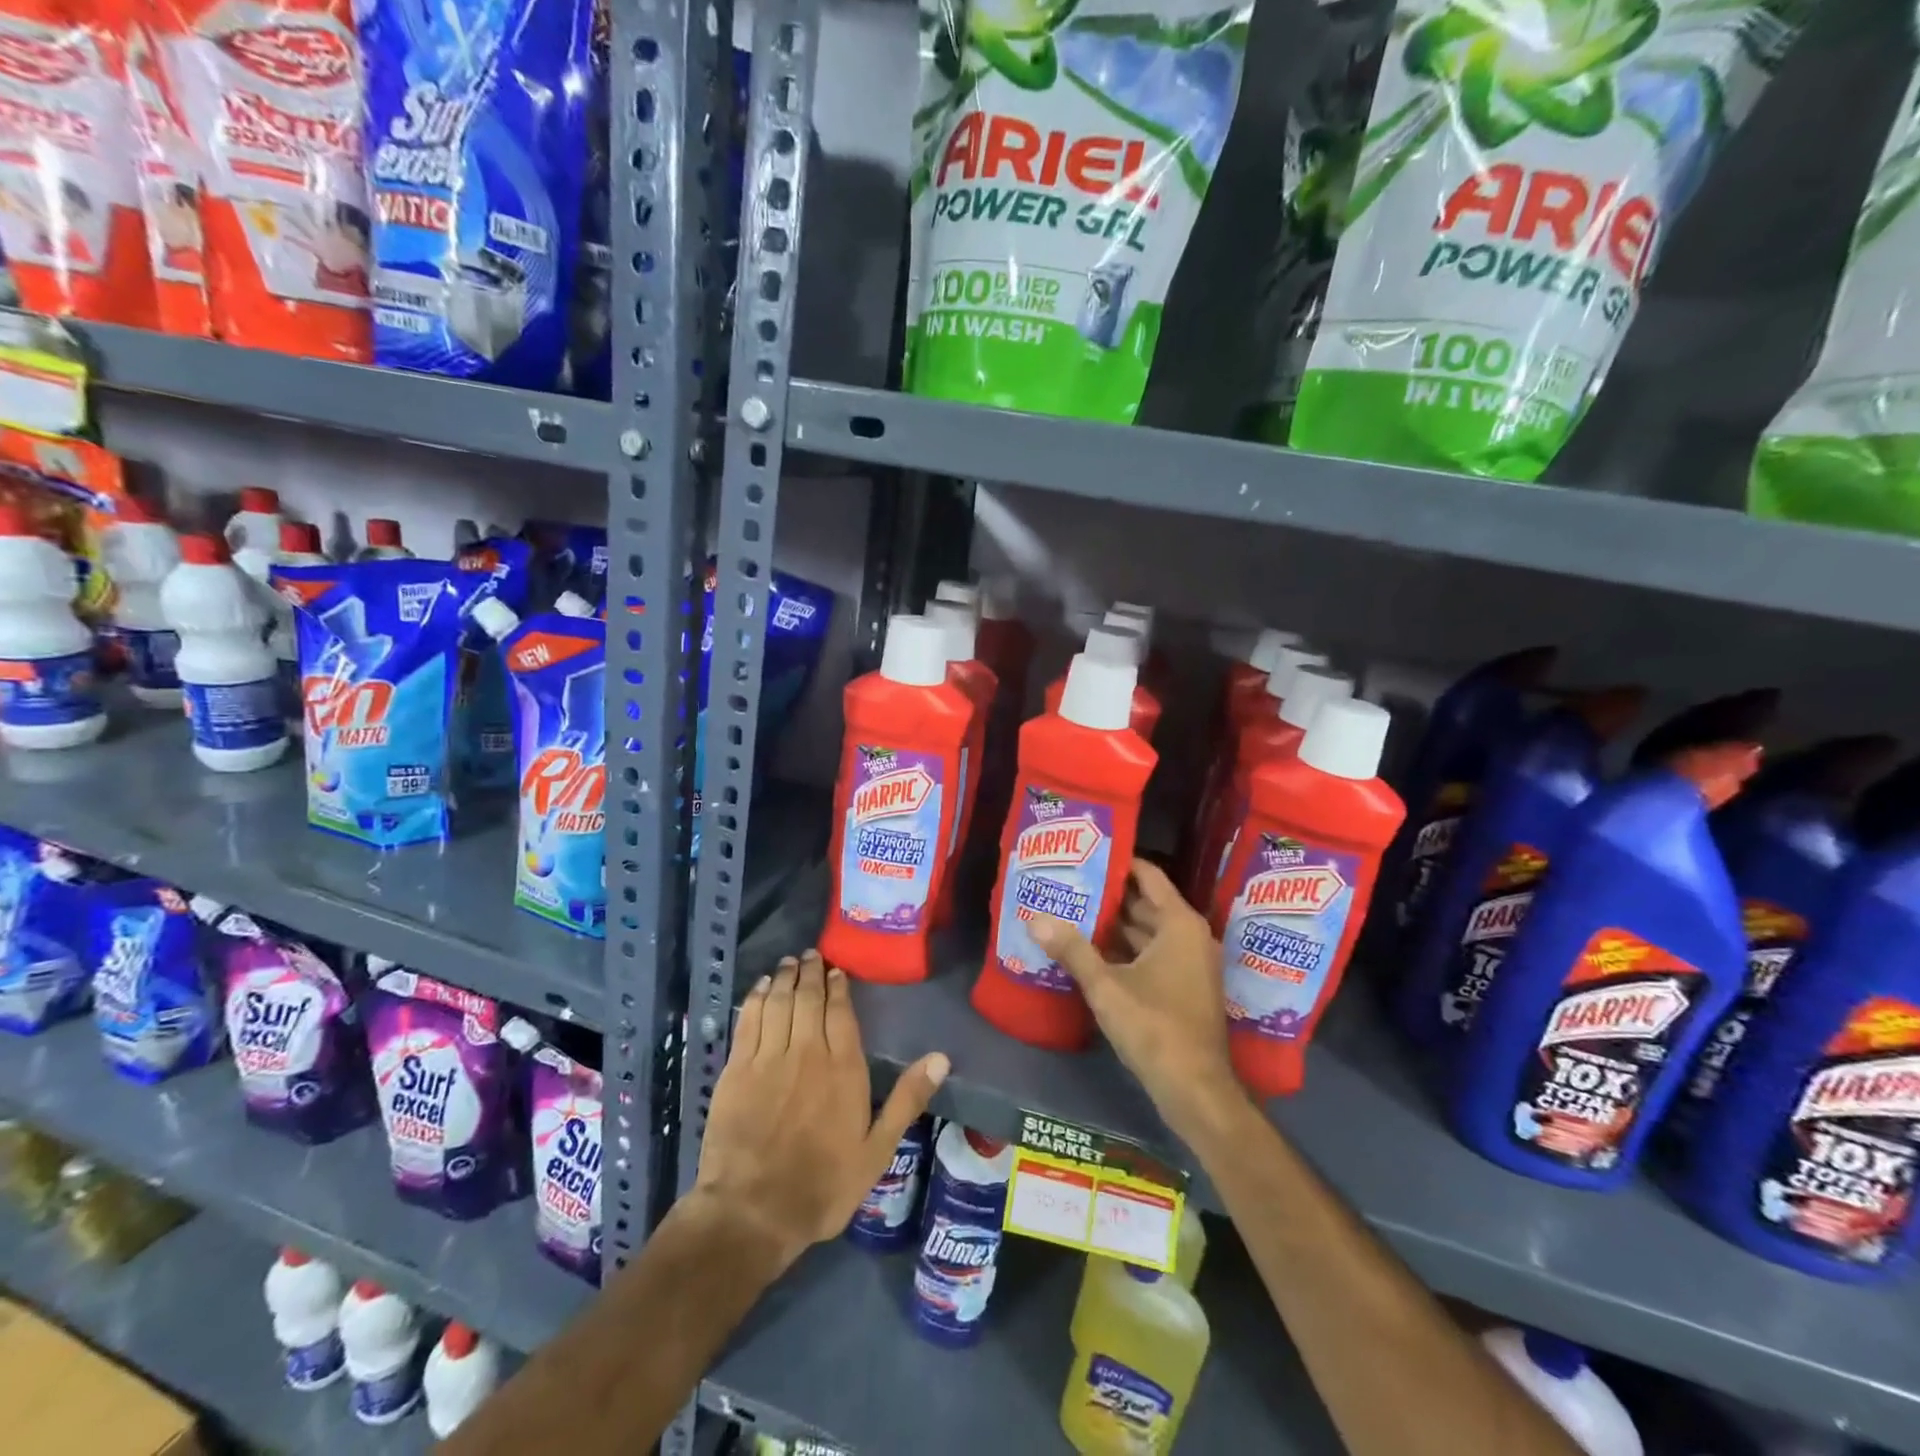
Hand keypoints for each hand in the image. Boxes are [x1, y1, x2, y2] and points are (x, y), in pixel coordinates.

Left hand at [695, 950, 948, 1270]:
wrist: (753, 1212)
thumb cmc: (822, 1185)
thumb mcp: (877, 1151)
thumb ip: (907, 1100)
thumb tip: (941, 1057)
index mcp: (843, 1068)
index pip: (841, 1012)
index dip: (839, 986)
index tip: (837, 969)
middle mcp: (807, 1052)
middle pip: (809, 999)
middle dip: (811, 972)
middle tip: (811, 954)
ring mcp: (768, 1058)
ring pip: (780, 1003)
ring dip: (786, 978)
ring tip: (790, 961)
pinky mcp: (736, 1069)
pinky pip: (749, 1021)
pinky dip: (757, 998)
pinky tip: (762, 987)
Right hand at [1031, 860, 1245, 1135]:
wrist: (1195, 1090)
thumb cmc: (1155, 1027)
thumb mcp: (1107, 986)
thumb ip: (1072, 950)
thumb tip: (1035, 919)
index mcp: (1179, 924)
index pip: (1148, 876)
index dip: (1118, 862)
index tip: (1086, 854)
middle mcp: (1188, 937)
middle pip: (1145, 904)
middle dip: (1108, 895)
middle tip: (1068, 883)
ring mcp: (1188, 965)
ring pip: (1145, 933)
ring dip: (1112, 926)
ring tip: (1070, 911)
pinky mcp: (1181, 989)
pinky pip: (1149, 956)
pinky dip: (1123, 951)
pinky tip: (1088, 951)